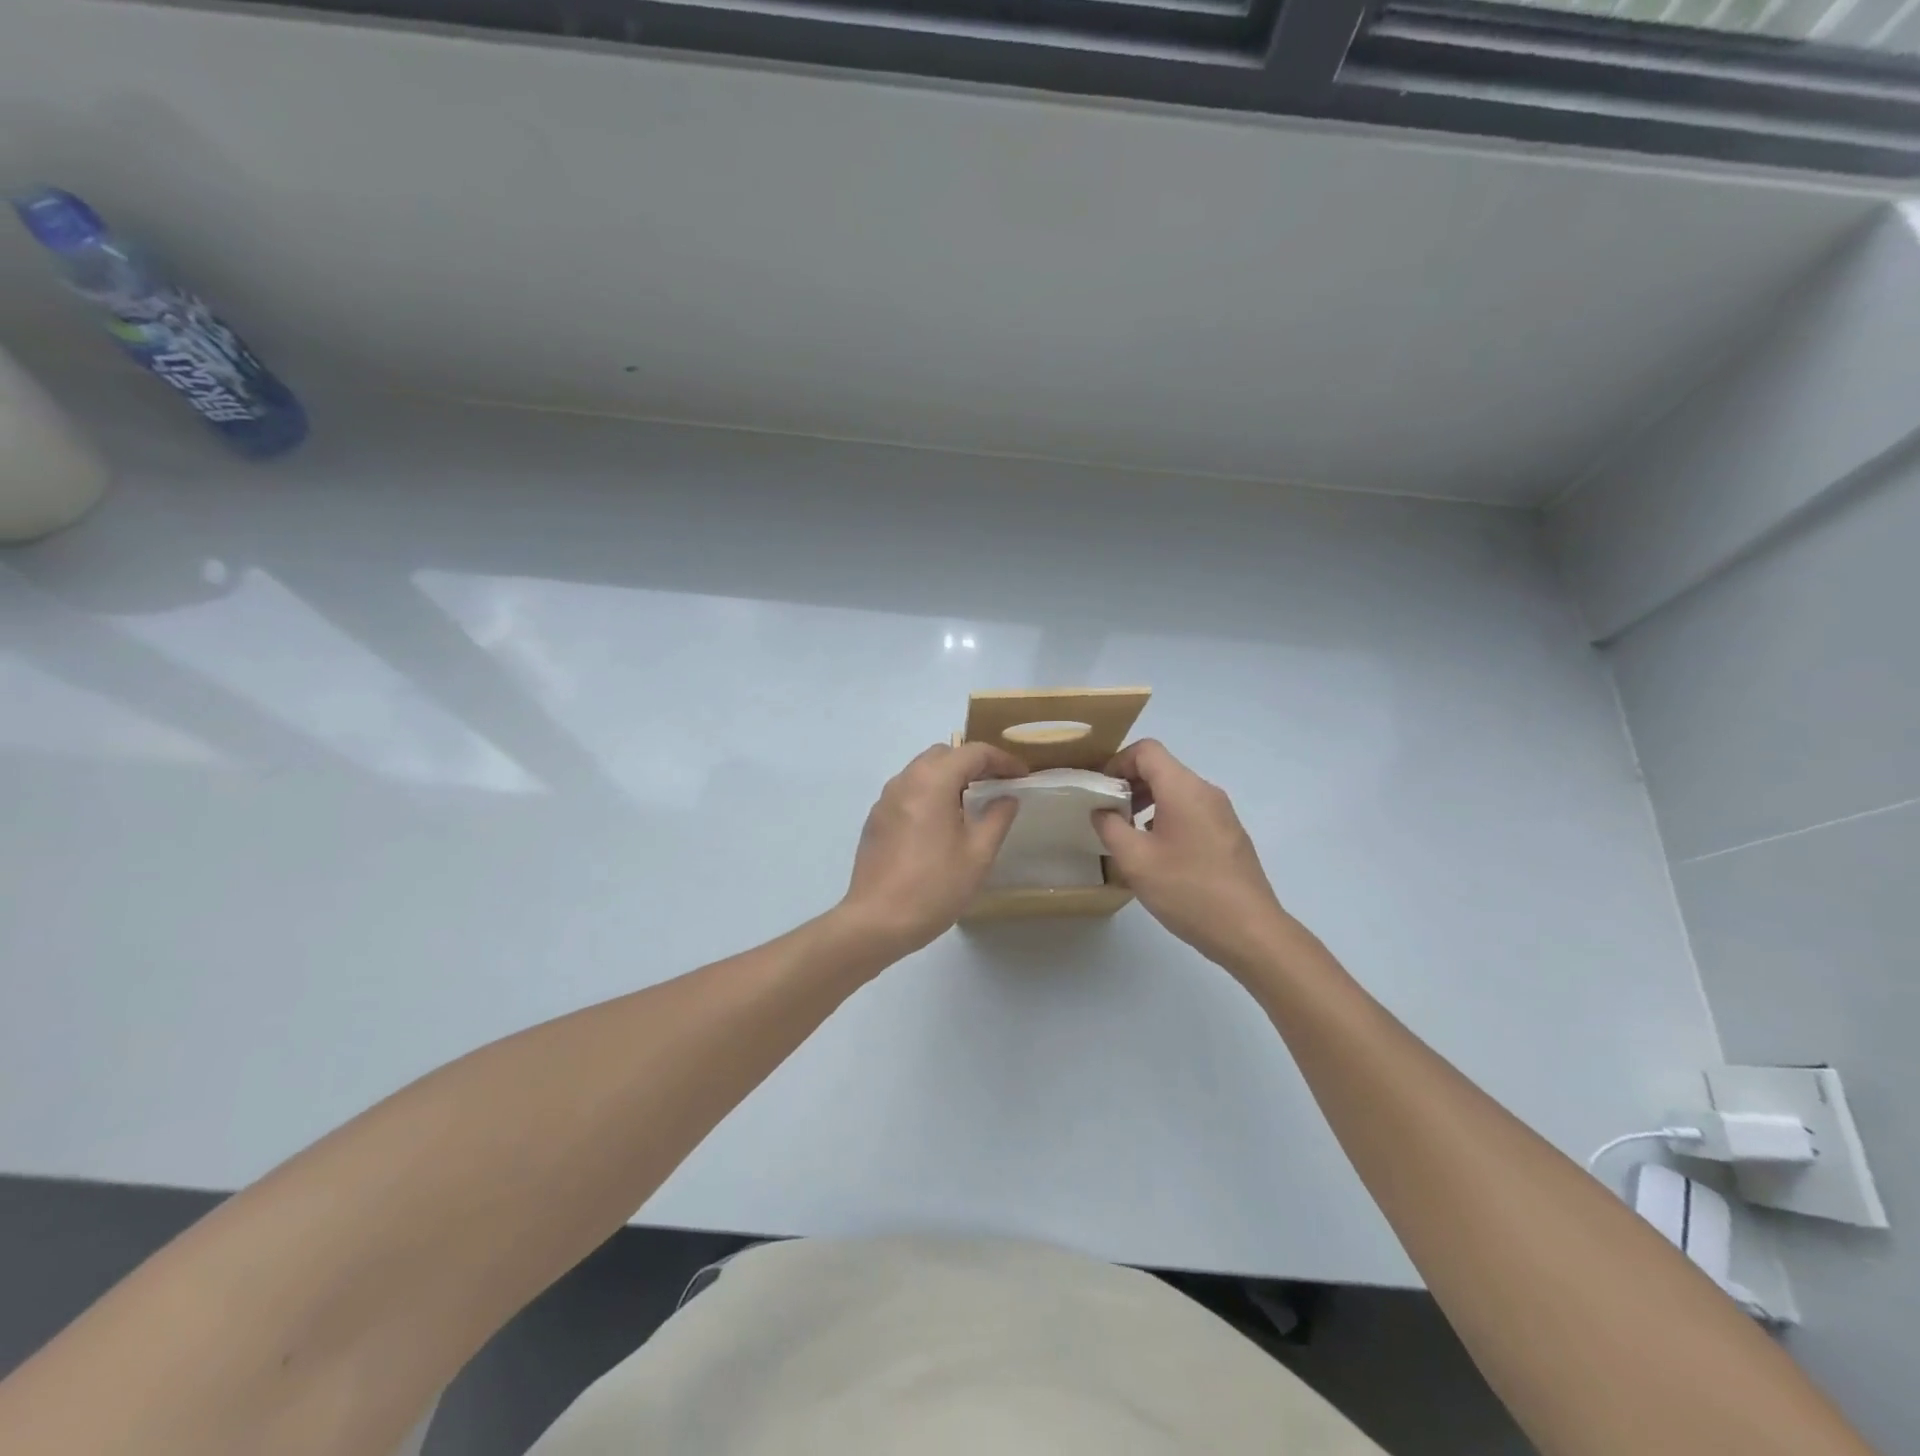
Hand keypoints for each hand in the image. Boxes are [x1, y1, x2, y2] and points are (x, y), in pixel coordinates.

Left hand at [839, 741, 1026, 955]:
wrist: (877, 921)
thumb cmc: (934, 887)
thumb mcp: (978, 854)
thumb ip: (997, 818)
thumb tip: (1007, 797)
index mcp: (932, 782)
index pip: (973, 752)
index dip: (1002, 760)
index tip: (1021, 776)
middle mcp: (905, 780)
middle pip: (944, 754)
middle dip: (973, 763)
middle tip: (997, 785)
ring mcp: (885, 799)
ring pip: (922, 770)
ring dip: (950, 776)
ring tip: (971, 804)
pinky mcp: (876, 818)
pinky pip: (908, 790)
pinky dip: (930, 793)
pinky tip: (941, 823)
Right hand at [1092, 739, 1293, 975]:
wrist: (1249, 931)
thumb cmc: (1188, 890)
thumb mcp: (1135, 861)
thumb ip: (1110, 827)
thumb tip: (1102, 811)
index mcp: (1183, 789)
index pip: (1146, 750)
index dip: (1117, 763)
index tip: (1100, 792)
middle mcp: (1206, 792)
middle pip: (1162, 768)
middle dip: (1129, 784)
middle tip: (1108, 815)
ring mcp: (1222, 813)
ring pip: (1177, 791)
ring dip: (1147, 803)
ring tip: (1129, 836)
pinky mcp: (1229, 835)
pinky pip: (1192, 811)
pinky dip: (1167, 818)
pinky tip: (1159, 854)